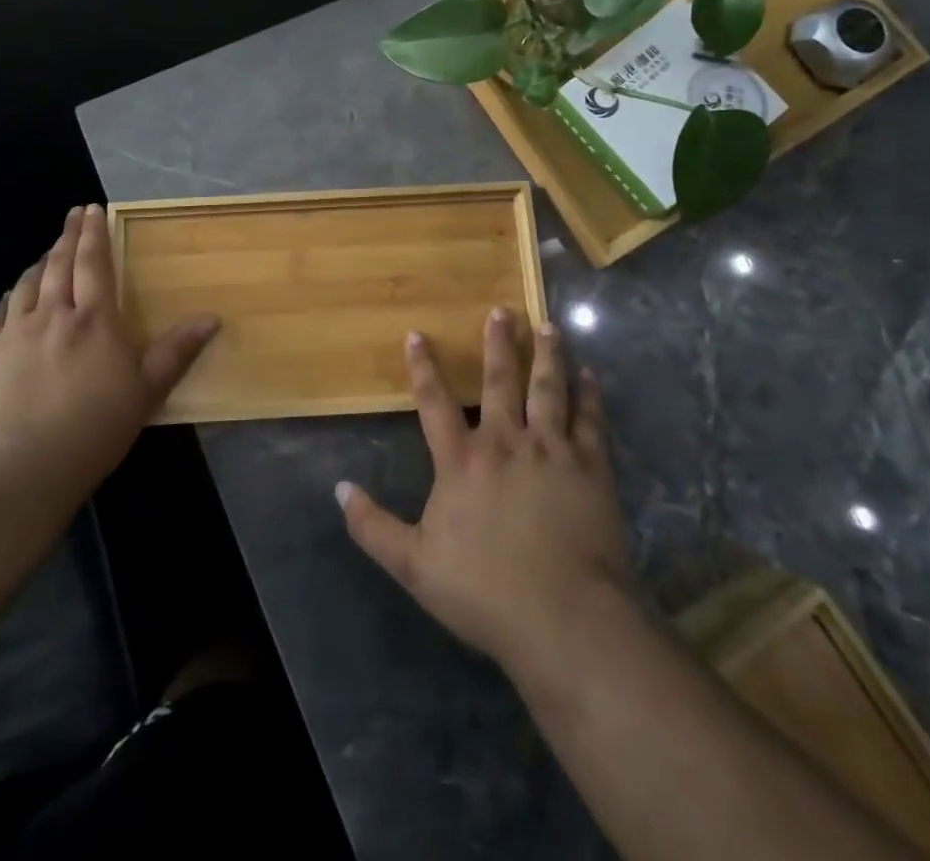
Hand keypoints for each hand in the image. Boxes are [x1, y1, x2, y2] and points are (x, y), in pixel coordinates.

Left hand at [0, 205, 218, 509]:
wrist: (23, 469)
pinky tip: (12, 298)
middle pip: (59, 264)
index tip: (92, 209)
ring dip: (39, 263)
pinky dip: (9, 298)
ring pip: (26, 284)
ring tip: (48, 253)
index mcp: (94, 319)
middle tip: (72, 215)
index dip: (94, 233)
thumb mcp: (147, 391)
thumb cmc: (95, 428)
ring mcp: (14, 333)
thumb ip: (177, 351)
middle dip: (67, 235)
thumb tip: (212, 318)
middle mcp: (52, 314)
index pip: (94, 263)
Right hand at [336, 308, 635, 672]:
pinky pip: (590, 420)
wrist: (566, 618)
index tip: (417, 333)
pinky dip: (590, 395)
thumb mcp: (413, 565)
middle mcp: (505, 442)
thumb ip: (372, 526)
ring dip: (547, 355)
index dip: (423, 367)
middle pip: (499, 380)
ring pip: (547, 388)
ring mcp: (551, 450)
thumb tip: (338, 488)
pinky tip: (591, 375)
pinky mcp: (591, 467)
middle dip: (499, 343)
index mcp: (461, 461)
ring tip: (548, 325)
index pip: (434, 403)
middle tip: (502, 309)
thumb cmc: (485, 592)